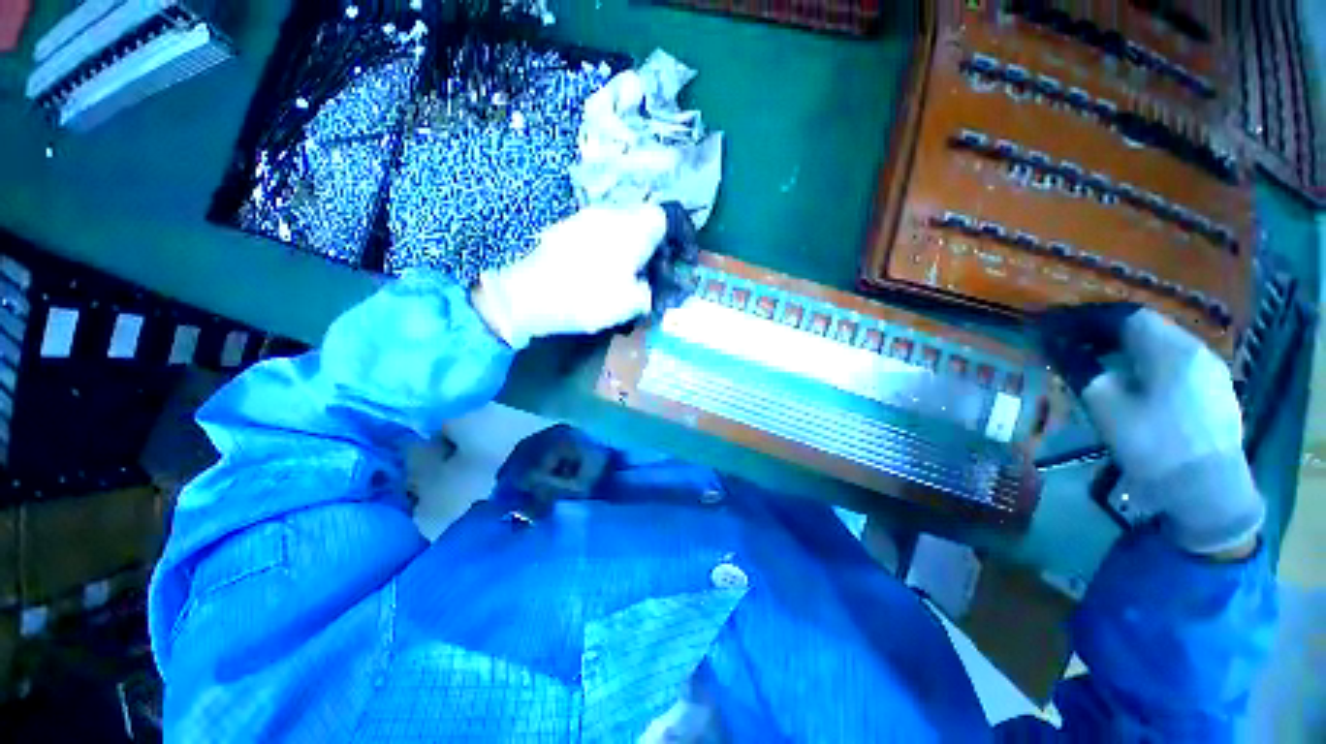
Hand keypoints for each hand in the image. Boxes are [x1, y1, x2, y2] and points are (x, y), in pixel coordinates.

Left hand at [471, 205, 666, 349]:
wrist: (527, 295)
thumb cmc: (586, 298)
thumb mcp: (630, 303)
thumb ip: (651, 291)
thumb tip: (652, 287)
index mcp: (633, 229)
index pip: (669, 216)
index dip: (683, 236)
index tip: (684, 260)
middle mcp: (611, 215)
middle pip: (646, 221)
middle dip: (658, 246)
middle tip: (658, 273)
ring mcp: (586, 219)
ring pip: (623, 227)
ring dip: (635, 247)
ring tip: (631, 276)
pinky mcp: (567, 229)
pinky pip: (602, 233)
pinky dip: (613, 249)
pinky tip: (604, 273)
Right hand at [1038, 305, 1262, 556]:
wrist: (1207, 492)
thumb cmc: (1153, 445)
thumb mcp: (1106, 406)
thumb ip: (1081, 369)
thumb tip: (1056, 346)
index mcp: (1171, 349)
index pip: (1127, 316)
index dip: (1090, 319)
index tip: (1061, 328)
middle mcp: (1197, 351)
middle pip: (1148, 328)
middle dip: (1108, 333)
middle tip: (1075, 346)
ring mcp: (1212, 372)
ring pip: (1164, 347)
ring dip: (1130, 350)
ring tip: (1102, 365)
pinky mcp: (1216, 392)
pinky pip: (1178, 366)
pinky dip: (1150, 365)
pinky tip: (1137, 385)